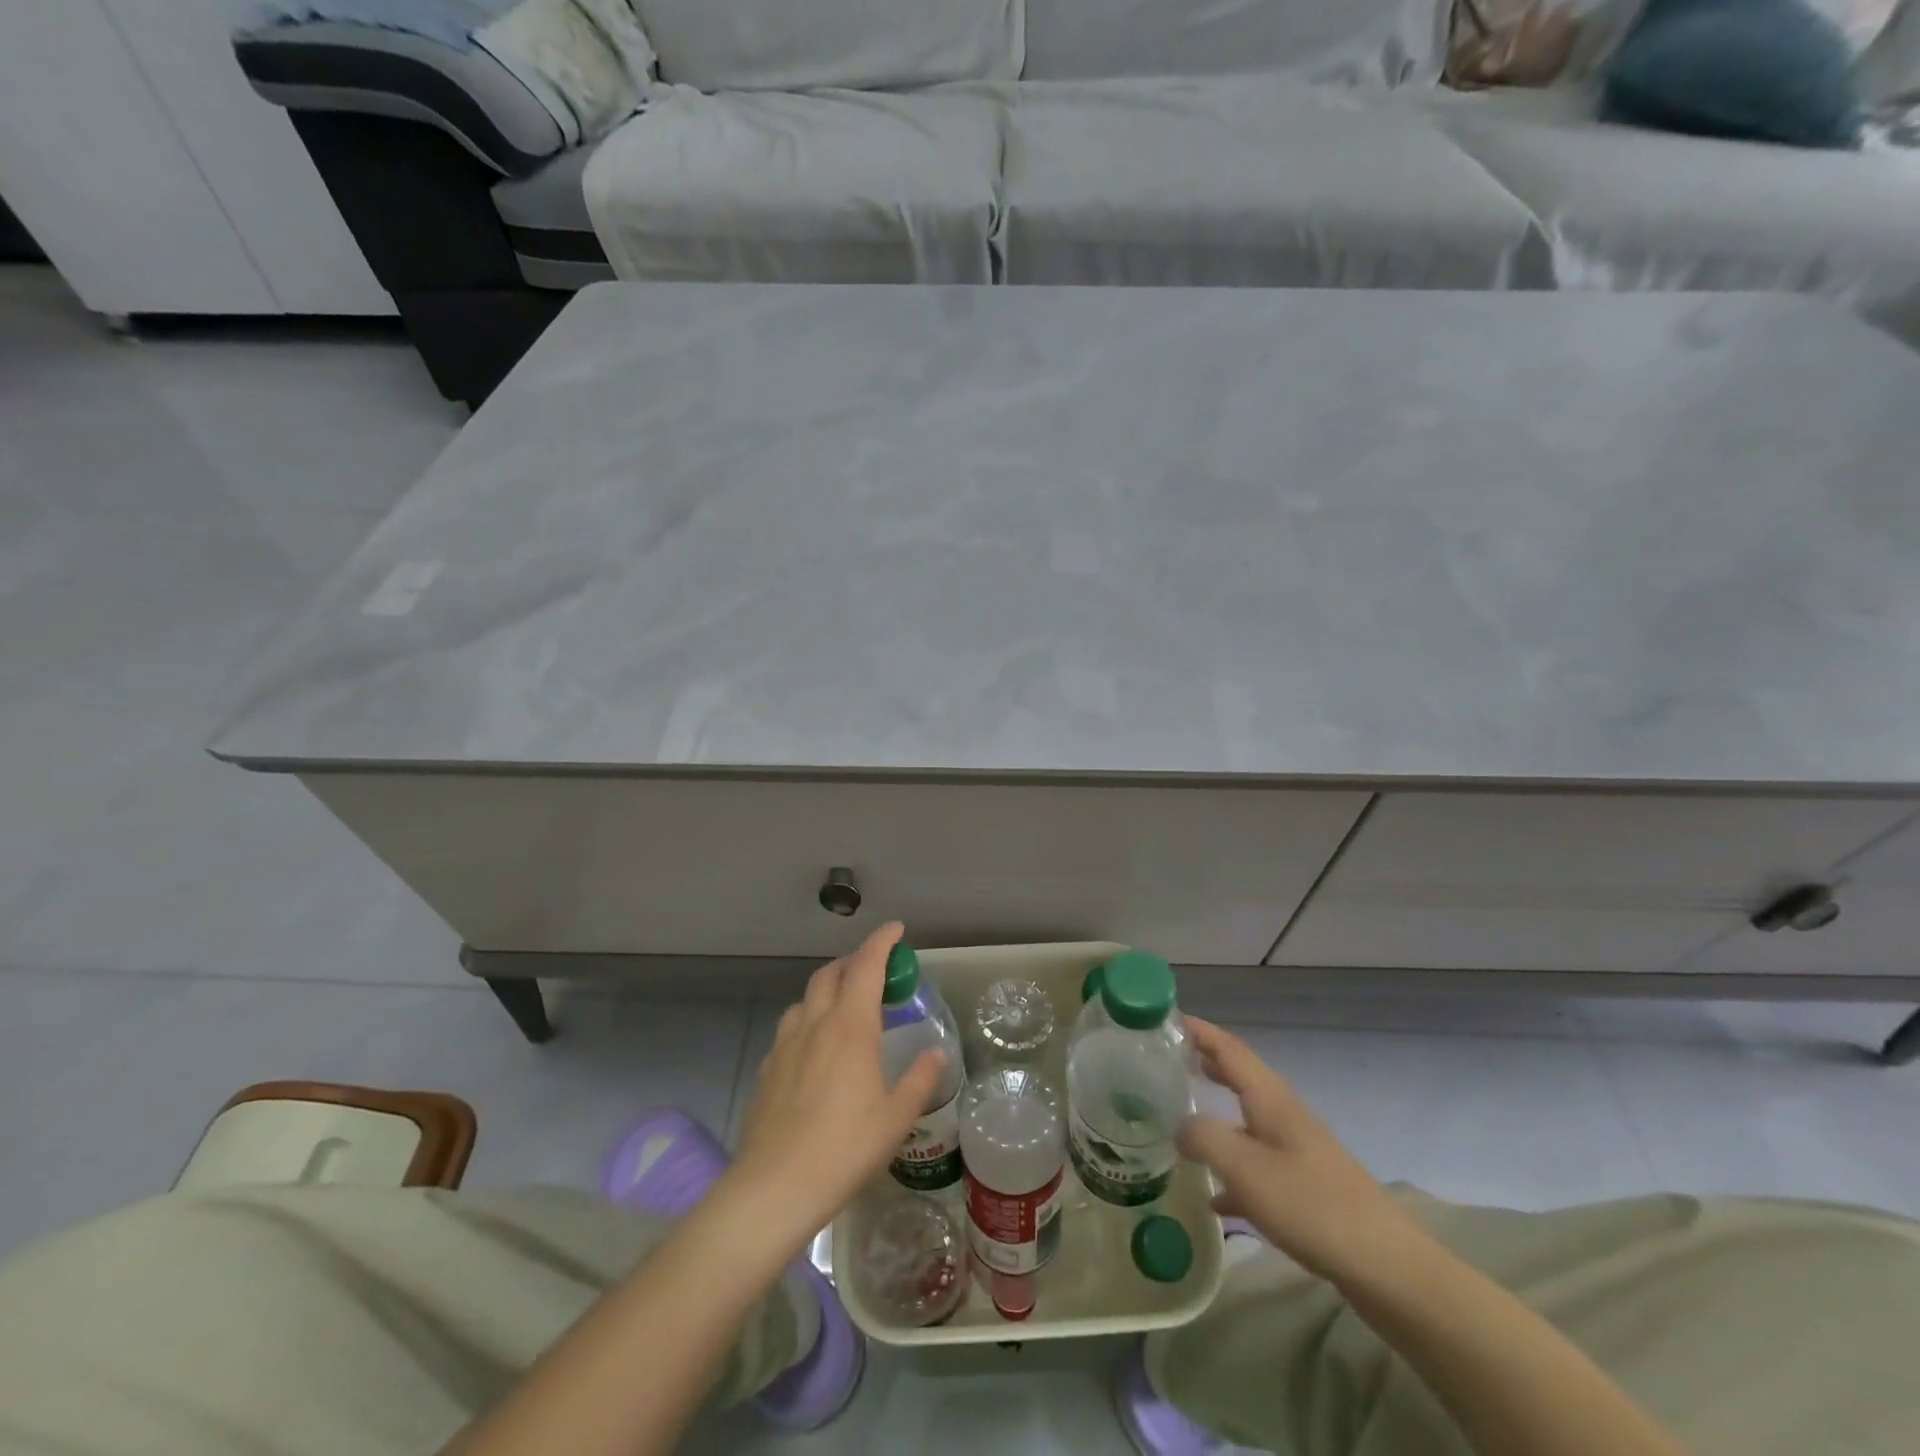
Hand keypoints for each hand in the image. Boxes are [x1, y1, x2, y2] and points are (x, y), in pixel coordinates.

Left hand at [728, 923, 947, 1245]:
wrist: (774, 1187)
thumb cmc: (844, 1149)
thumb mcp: (896, 1117)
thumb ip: (919, 1079)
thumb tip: (937, 1053)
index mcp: (851, 1027)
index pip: (866, 965)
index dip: (882, 941)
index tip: (896, 930)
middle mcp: (815, 1024)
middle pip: (831, 973)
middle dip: (853, 961)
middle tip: (874, 970)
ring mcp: (785, 1044)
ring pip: (806, 998)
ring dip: (828, 989)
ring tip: (845, 1008)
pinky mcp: (767, 1068)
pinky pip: (790, 1029)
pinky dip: (808, 1022)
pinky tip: (815, 1051)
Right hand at [1178, 1017, 1427, 1283]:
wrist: (1385, 1267)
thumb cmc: (1310, 1205)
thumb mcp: (1245, 1168)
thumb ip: (1204, 1138)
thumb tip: (1179, 1127)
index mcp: (1270, 1099)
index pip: (1230, 1049)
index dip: (1200, 1030)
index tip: (1167, 1018)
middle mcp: (1284, 1115)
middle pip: (1241, 1077)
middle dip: (1208, 1063)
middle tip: (1170, 1060)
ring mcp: (1299, 1151)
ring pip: (1248, 1119)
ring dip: (1218, 1111)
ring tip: (1183, 1116)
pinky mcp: (1307, 1186)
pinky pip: (1259, 1164)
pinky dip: (1234, 1167)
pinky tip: (1216, 1196)